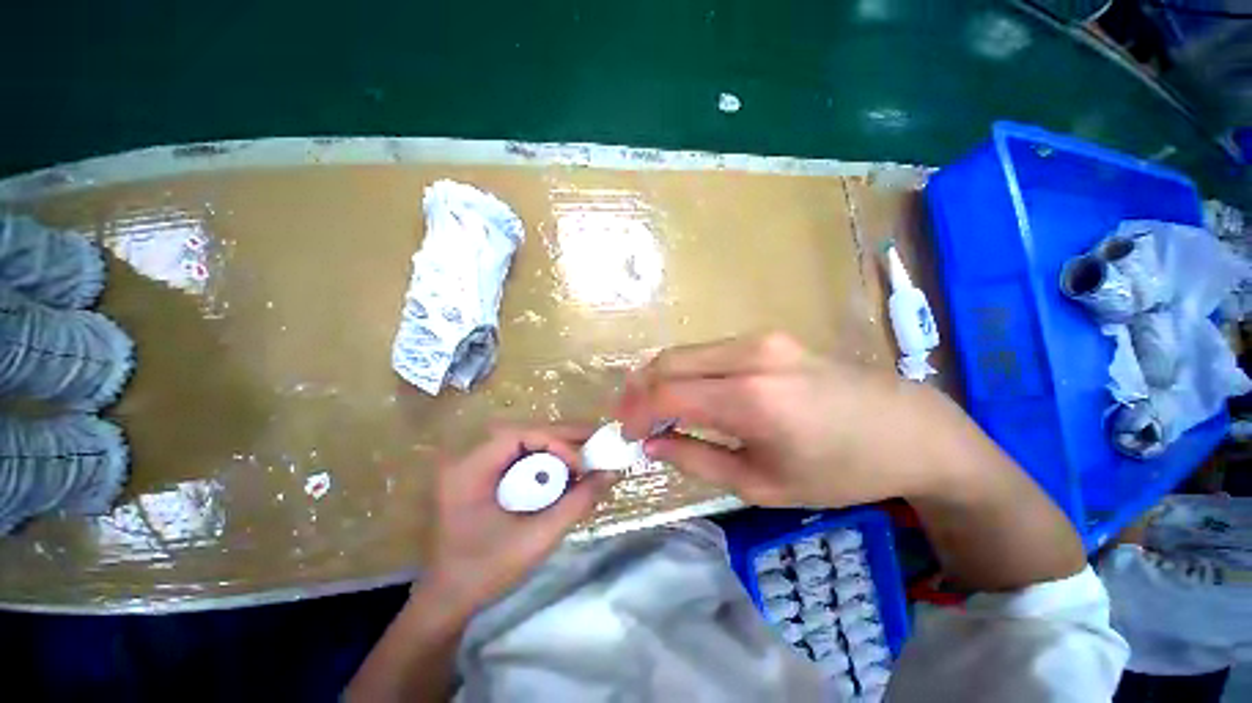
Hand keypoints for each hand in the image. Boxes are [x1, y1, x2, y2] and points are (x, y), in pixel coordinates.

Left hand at [419, 425, 614, 616]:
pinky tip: (567, 469)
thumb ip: (576, 503)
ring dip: (557, 445)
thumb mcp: (536, 538)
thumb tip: (610, 473)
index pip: (518, 436)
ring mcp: (474, 466)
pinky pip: (520, 458)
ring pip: (524, 443)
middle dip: (562, 437)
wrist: (447, 602)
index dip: (554, 443)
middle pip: (523, 433)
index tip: (581, 465)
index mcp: (468, 469)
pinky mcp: (484, 477)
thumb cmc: (485, 573)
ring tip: (588, 450)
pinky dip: (546, 460)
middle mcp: (468, 458)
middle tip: (596, 438)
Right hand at [616, 333, 968, 507]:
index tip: (627, 434)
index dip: (637, 412)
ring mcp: (759, 339)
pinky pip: (708, 352)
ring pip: (685, 352)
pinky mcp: (767, 337)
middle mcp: (750, 355)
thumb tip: (652, 443)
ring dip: (659, 378)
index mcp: (751, 398)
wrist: (908, 428)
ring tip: (652, 408)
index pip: (667, 393)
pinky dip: (685, 371)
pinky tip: (687, 392)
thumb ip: (697, 459)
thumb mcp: (763, 484)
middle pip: (668, 362)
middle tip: (630, 418)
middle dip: (638, 389)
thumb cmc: (840, 470)